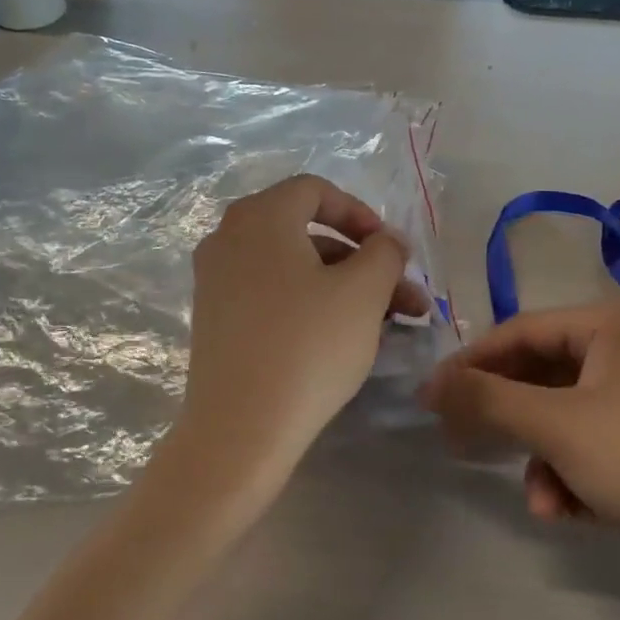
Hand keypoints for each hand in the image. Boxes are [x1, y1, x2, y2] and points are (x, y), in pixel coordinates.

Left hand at [171, 175, 430, 502]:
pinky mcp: (214, 321)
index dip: (362, 214)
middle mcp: (228, 239)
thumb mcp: (363, 292)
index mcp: (259, 217)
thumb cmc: (308, 346)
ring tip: (388, 324)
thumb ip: (384, 252)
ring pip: (293, 269)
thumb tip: (387, 240)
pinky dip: (310, 304)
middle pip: (306, 234)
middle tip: (404, 296)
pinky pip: (270, 295)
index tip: (392, 250)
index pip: (315, 191)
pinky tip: (343, 338)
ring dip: (344, 287)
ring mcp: (215, 281)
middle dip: (363, 261)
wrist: (241, 428)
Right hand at [420, 290, 619, 565]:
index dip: (472, 364)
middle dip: (513, 424)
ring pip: (571, 415)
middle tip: (466, 447)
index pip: (523, 331)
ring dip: (545, 459)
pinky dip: (578, 472)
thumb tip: (430, 383)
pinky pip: (600, 439)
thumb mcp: (556, 427)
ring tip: (543, 502)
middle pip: (546, 375)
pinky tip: (572, 511)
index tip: (433, 399)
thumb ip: (486, 398)